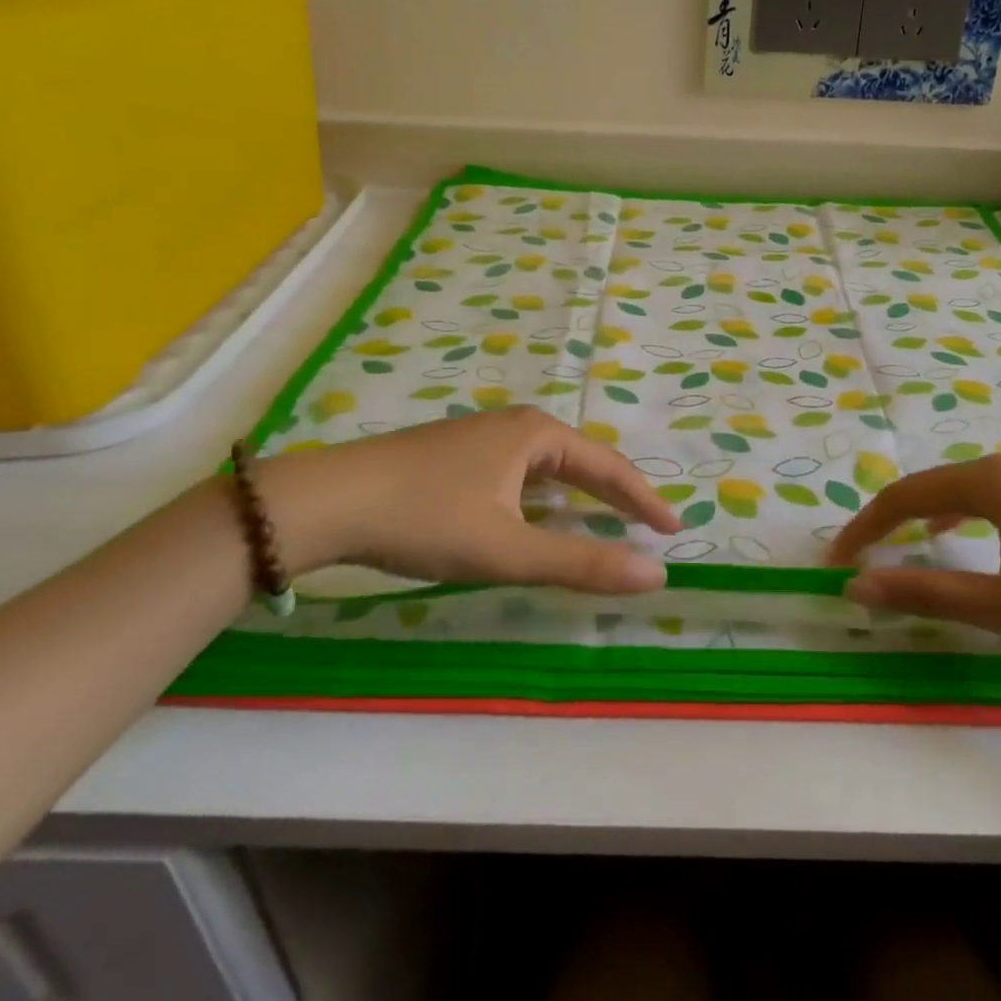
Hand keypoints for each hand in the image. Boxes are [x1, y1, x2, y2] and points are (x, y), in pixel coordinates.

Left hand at [254, 407, 680, 593]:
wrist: (326, 502)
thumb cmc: (426, 518)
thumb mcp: (508, 549)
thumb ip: (582, 563)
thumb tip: (656, 574)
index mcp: (536, 434)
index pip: (608, 467)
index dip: (644, 499)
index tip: (674, 528)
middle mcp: (513, 425)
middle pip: (580, 460)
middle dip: (615, 493)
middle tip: (645, 524)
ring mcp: (480, 437)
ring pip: (546, 467)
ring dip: (577, 495)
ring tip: (602, 520)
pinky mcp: (454, 455)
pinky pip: (518, 473)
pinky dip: (541, 497)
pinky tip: (533, 516)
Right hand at [826, 452, 1000, 666]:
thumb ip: (925, 592)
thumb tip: (856, 585)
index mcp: (992, 481)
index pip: (906, 495)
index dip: (866, 527)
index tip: (837, 562)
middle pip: (933, 486)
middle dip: (892, 519)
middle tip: (865, 556)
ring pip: (965, 490)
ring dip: (927, 516)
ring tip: (904, 544)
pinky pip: (996, 498)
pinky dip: (964, 516)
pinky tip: (968, 538)